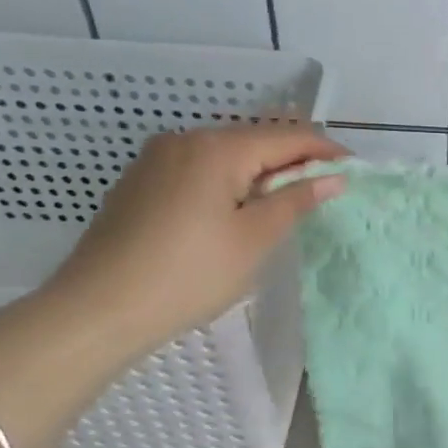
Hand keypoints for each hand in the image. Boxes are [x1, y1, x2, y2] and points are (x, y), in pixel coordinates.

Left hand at [38, 124, 345, 365]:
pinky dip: (227, 181)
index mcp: (217, 147)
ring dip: (260, 171)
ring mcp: (156, 158)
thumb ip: (295, 200)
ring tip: (284, 203)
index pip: (287, 136)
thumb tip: (333, 176)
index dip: (325, 150)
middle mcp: (185, 139)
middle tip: (323, 189)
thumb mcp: (252, 239)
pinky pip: (198, 168)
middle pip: (255, 139)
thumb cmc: (186, 275)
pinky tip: (234, 210)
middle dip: (293, 160)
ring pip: (225, 153)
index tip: (353, 171)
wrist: (94, 312)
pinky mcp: (140, 181)